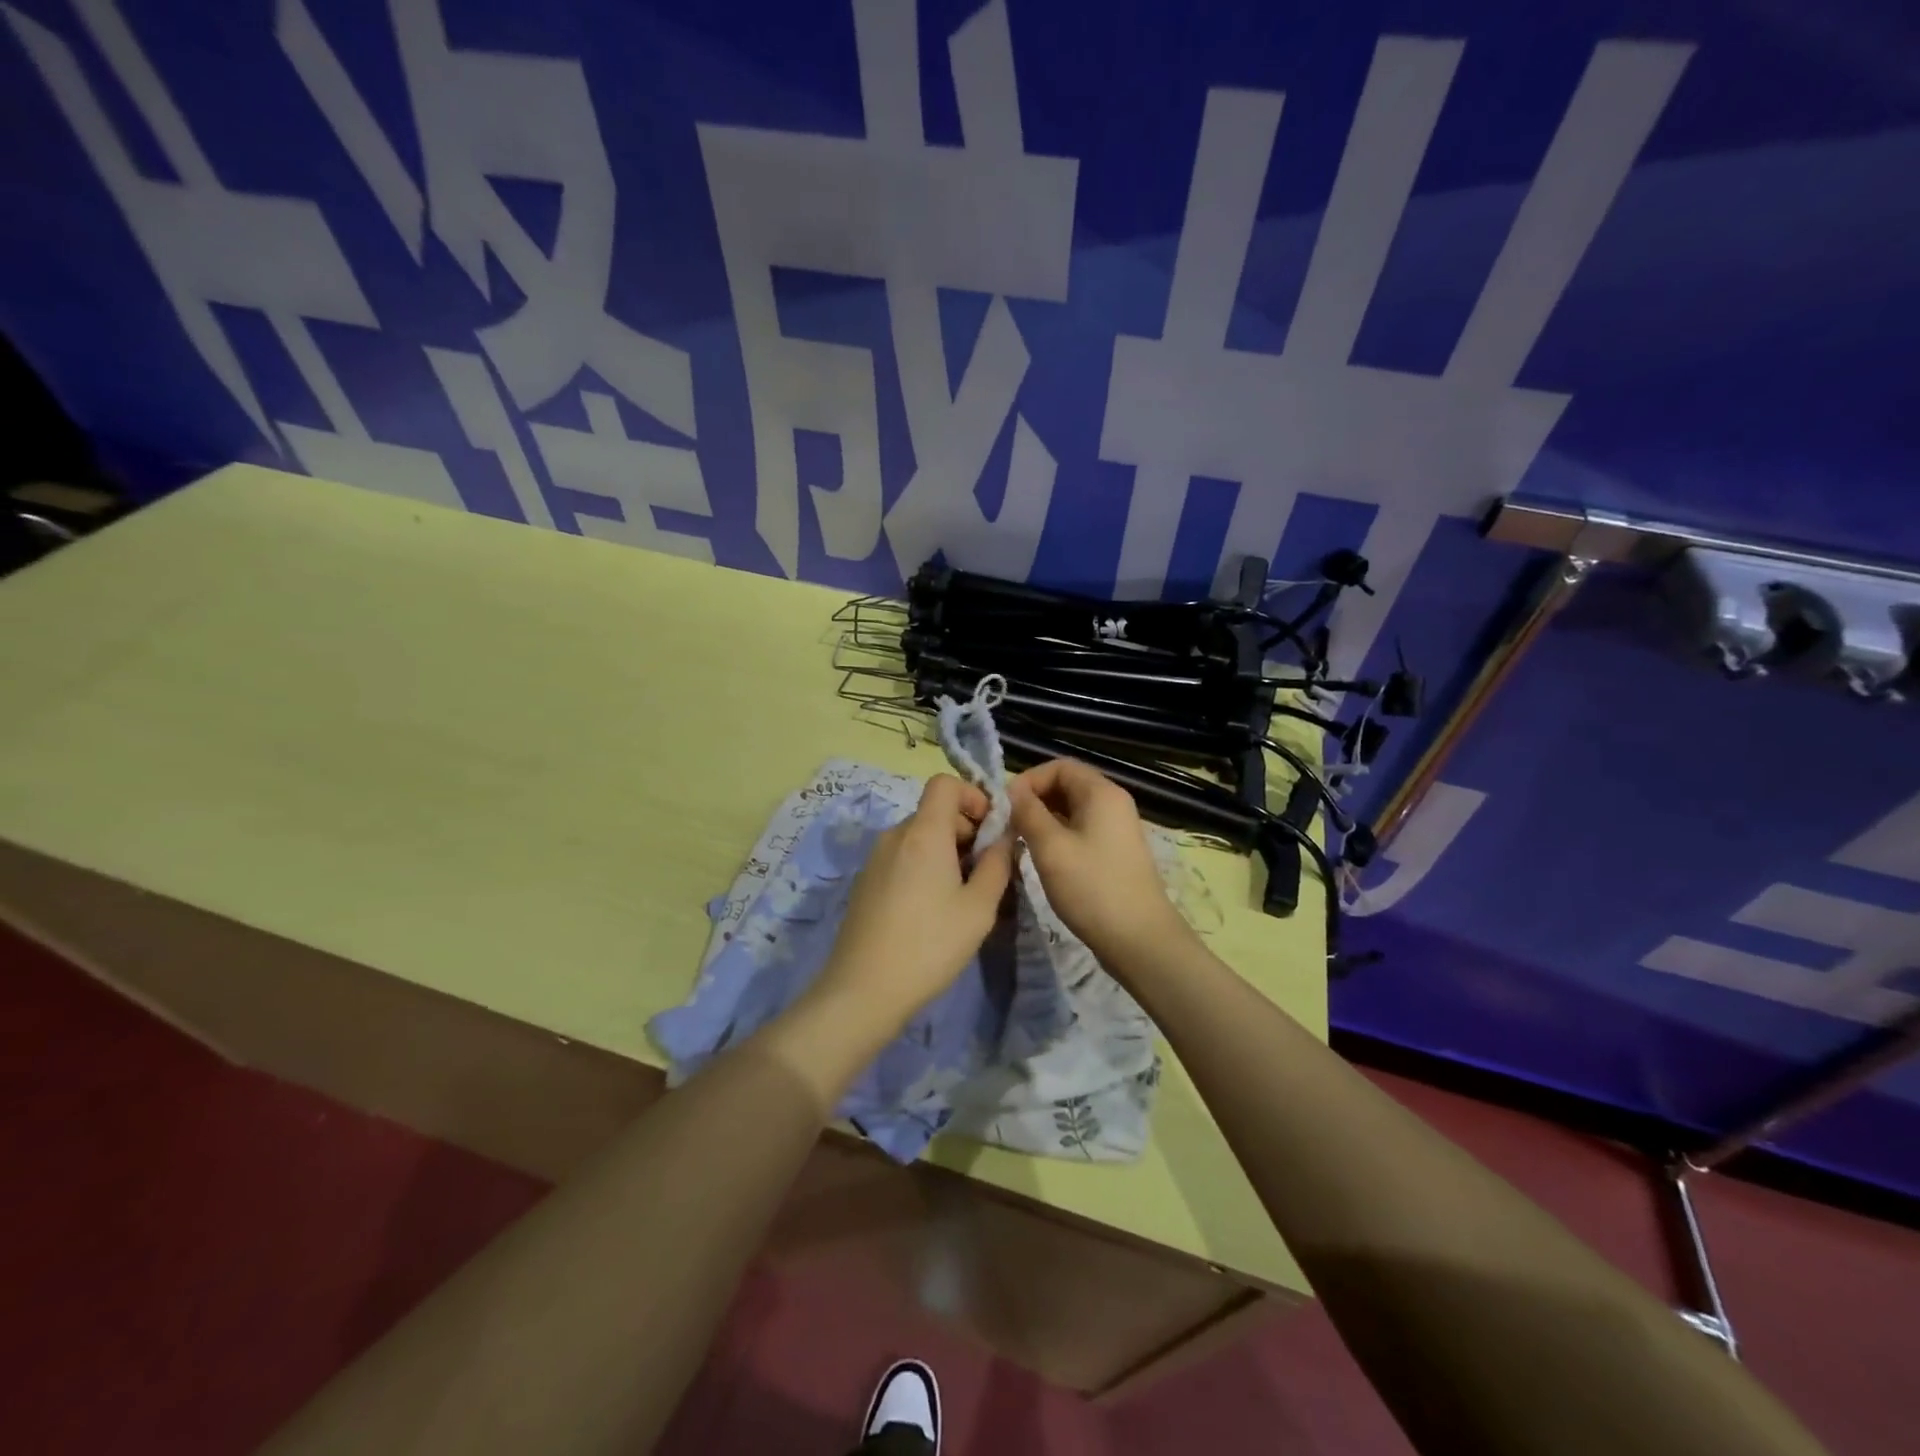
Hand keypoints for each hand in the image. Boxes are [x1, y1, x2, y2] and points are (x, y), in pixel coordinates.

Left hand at [808, 774, 1014, 1043]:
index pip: (945, 783)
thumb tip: (1005, 836)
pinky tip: (932, 909)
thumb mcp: (979, 907)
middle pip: (934, 812)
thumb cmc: (930, 945)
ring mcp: (875, 859)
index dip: (973, 796)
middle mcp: (895, 836)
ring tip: (962, 895)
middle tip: (986, 872)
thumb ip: (998, 863)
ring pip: (919, 837)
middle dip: (966, 830)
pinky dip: (924, 867)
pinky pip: (902, 858)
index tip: (991, 830)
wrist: (863, 990)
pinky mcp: (865, 882)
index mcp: (923, 832)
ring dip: (946, 851)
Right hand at [1010, 758, 1188, 963]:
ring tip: (1020, 842)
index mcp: (1101, 793)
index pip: (1059, 766)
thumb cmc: (1092, 888)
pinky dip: (1058, 835)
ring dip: (1044, 819)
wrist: (1139, 939)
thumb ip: (1027, 813)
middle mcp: (1113, 803)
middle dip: (1034, 799)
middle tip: (1009, 826)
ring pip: (1072, 810)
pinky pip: (1081, 830)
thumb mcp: (1050, 847)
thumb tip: (1012, 792)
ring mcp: (1116, 829)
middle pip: (1066, 785)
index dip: (1029, 779)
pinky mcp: (1115, 852)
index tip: (1005, 806)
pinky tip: (1043, 858)